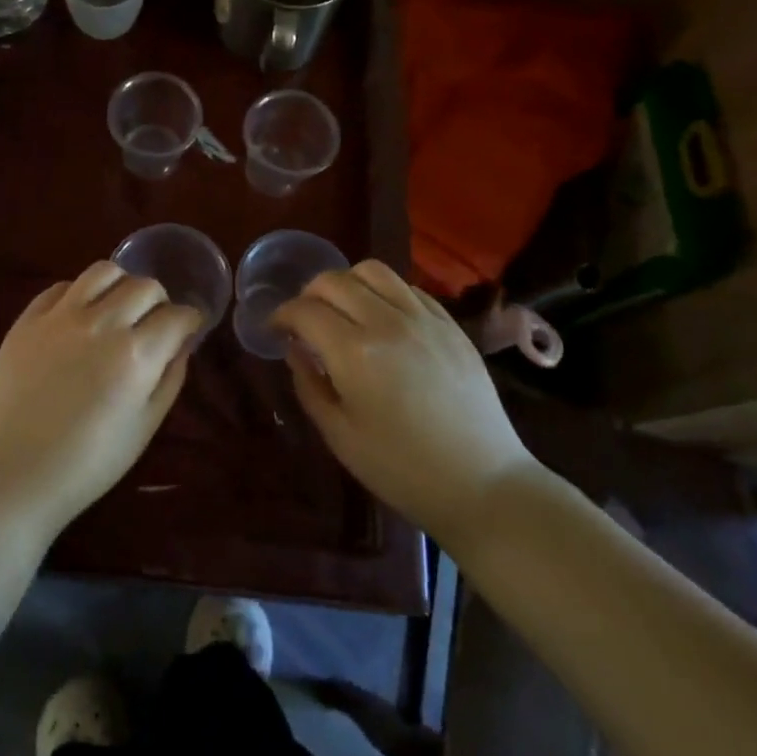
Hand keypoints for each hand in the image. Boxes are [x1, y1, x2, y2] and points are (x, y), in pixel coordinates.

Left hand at [0, 262, 201, 537]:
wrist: (10, 476)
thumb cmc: (86, 465)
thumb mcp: (144, 428)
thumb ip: (169, 379)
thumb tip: (181, 344)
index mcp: (136, 354)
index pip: (178, 315)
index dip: (190, 321)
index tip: (187, 330)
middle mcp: (101, 323)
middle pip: (145, 286)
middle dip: (159, 301)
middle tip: (153, 322)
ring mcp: (60, 316)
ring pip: (103, 271)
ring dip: (121, 284)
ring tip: (117, 307)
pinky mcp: (27, 319)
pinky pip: (61, 287)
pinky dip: (79, 294)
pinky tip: (79, 316)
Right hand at [272, 261, 538, 543]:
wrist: (482, 484)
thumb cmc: (401, 469)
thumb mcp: (339, 436)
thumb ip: (309, 385)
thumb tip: (295, 350)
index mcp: (354, 352)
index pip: (304, 310)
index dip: (281, 315)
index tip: (275, 329)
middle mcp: (387, 322)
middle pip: (334, 281)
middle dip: (308, 294)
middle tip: (304, 319)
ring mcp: (423, 318)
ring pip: (372, 271)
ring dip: (346, 283)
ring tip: (342, 309)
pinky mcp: (451, 324)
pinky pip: (407, 287)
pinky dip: (383, 292)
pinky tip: (381, 317)